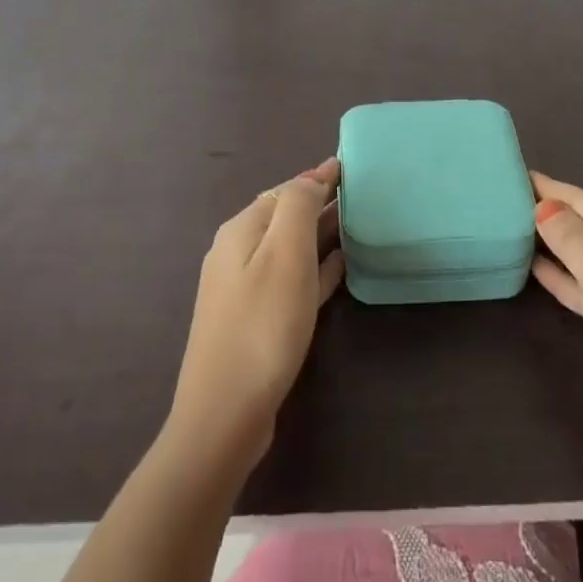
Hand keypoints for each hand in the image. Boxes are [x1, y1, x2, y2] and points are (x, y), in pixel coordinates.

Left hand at [167, 158, 345, 476]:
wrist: (224, 413)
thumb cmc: (262, 325)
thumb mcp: (285, 254)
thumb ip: (298, 206)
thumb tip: (311, 178)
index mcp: (241, 230)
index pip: (285, 190)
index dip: (317, 177)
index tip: (350, 168)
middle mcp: (236, 252)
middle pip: (283, 217)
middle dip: (318, 203)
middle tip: (358, 195)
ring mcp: (242, 288)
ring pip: (288, 248)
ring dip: (319, 235)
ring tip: (355, 227)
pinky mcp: (254, 320)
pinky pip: (290, 279)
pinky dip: (315, 268)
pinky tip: (339, 270)